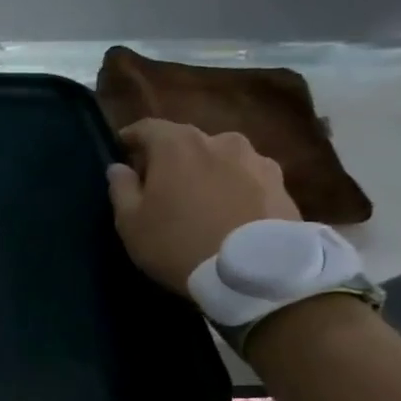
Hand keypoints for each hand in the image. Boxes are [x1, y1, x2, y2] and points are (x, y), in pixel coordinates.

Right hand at [106, 119, 299, 292]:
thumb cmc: (178, 243)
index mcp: (178, 144)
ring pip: (220, 159)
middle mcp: (220, 140)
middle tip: (160, 186)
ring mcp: (257, 160)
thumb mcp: (131, 223)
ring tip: (199, 202)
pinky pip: (246, 179)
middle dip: (170, 159)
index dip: (131, 138)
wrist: (256, 273)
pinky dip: (233, 189)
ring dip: (206, 172)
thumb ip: (121, 188)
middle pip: (186, 142)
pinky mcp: (282, 184)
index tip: (121, 152)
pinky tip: (228, 215)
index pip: (147, 127)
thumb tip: (118, 168)